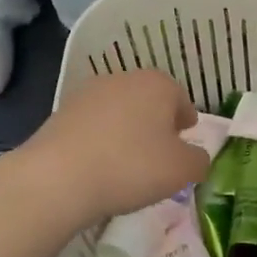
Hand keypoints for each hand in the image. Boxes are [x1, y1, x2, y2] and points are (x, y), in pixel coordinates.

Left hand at [20, 70, 208, 224]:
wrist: (57, 178)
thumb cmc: (132, 167)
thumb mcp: (182, 170)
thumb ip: (198, 160)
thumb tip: (196, 157)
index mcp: (158, 84)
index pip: (181, 99)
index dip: (186, 121)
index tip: (185, 142)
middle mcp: (124, 79)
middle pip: (149, 101)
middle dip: (156, 124)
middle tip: (159, 154)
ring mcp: (88, 93)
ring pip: (119, 112)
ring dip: (126, 131)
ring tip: (127, 163)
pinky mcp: (61, 113)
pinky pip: (93, 126)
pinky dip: (100, 141)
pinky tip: (99, 166)